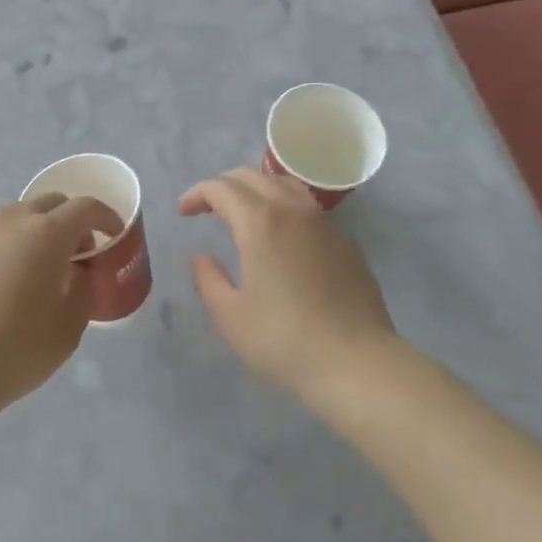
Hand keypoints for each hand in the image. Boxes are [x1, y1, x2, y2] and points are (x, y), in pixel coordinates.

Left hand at [0, 194, 121, 417]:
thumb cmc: (16, 349)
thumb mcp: (68, 328)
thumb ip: (82, 290)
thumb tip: (78, 272)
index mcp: (47, 233)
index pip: (85, 207)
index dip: (106, 217)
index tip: (113, 235)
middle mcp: (11, 219)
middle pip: (50, 203)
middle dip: (69, 221)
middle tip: (76, 253)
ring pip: (16, 216)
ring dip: (34, 231)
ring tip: (34, 267)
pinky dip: (3, 245)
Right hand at [180, 168, 401, 402]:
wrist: (358, 364)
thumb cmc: (284, 341)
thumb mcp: (231, 317)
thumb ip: (208, 280)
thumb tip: (201, 258)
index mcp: (259, 221)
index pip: (221, 188)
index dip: (197, 194)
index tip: (183, 212)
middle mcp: (292, 210)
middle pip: (251, 177)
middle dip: (223, 186)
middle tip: (207, 208)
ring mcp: (324, 224)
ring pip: (284, 185)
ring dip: (256, 189)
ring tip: (244, 213)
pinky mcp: (346, 242)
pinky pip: (308, 210)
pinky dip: (285, 209)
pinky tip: (283, 239)